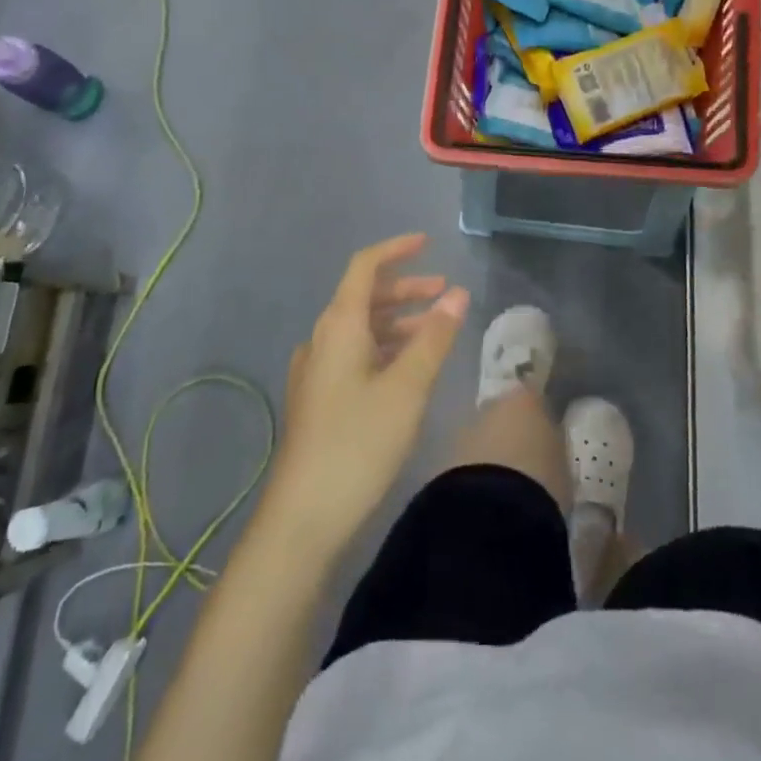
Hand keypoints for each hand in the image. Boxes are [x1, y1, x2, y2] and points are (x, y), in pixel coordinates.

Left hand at [263, 234, 469, 556]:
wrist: (303, 516)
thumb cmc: (359, 442)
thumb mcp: (407, 387)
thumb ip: (435, 337)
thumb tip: (457, 293)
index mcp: (339, 326)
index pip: (364, 267)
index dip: (396, 250)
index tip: (429, 243)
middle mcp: (322, 340)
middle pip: (364, 297)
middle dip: (406, 289)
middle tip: (445, 294)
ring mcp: (317, 371)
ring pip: (362, 329)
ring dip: (399, 322)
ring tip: (437, 331)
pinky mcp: (319, 399)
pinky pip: (356, 355)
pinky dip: (386, 348)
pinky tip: (409, 369)